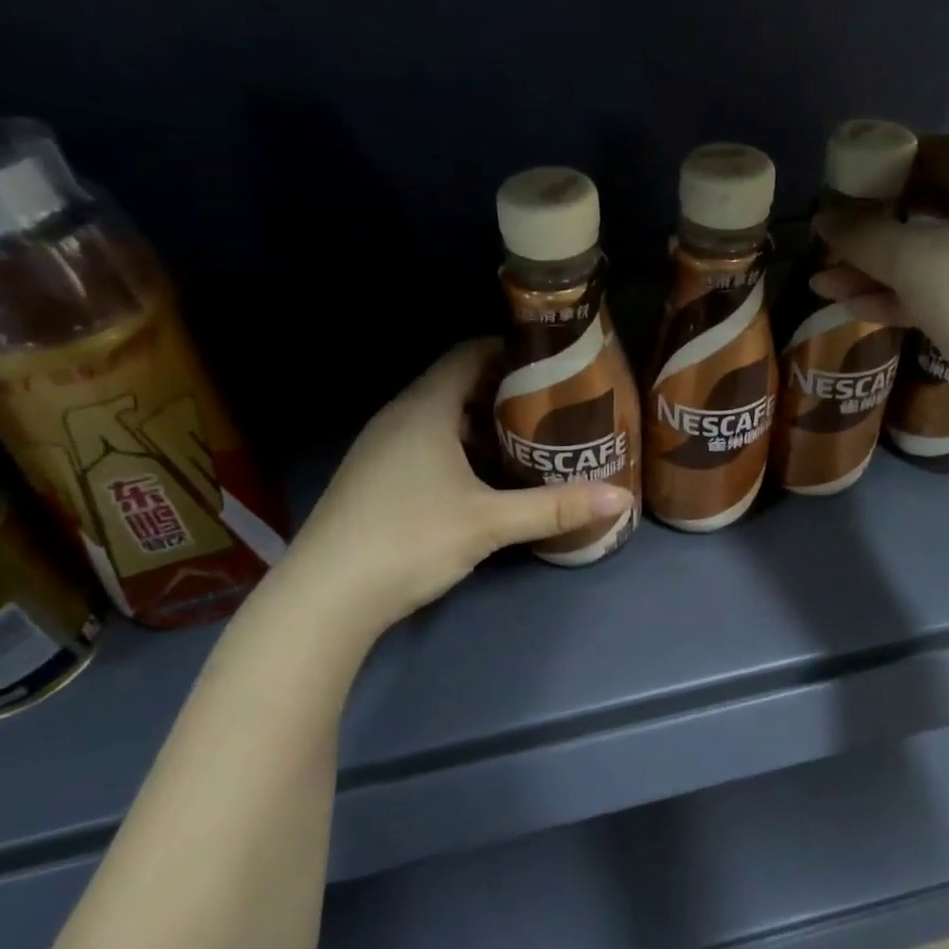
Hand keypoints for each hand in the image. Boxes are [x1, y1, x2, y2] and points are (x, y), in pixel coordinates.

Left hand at [267, 341, 632, 634]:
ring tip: (528, 442)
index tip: (551, 364)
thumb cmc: (410, 539)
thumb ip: (555, 508)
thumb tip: (621, 499)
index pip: (469, 354)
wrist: (326, 596)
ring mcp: (381, 448)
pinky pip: (425, 444)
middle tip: (552, 407)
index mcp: (425, 409)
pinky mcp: (374, 477)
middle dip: (505, 393)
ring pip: (441, 419)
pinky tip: (483, 480)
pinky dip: (459, 449)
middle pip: (458, 385)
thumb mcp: (490, 523)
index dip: (510, 351)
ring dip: (482, 425)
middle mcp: (399, 417)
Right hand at [812, 132, 948, 401]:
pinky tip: (858, 308)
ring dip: (879, 270)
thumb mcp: (915, 263)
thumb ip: (862, 236)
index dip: (872, 175)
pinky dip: (909, 293)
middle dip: (871, 233)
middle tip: (825, 247)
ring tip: (823, 287)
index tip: (830, 199)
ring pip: (937, 251)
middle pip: (929, 206)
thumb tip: (823, 218)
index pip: (927, 154)